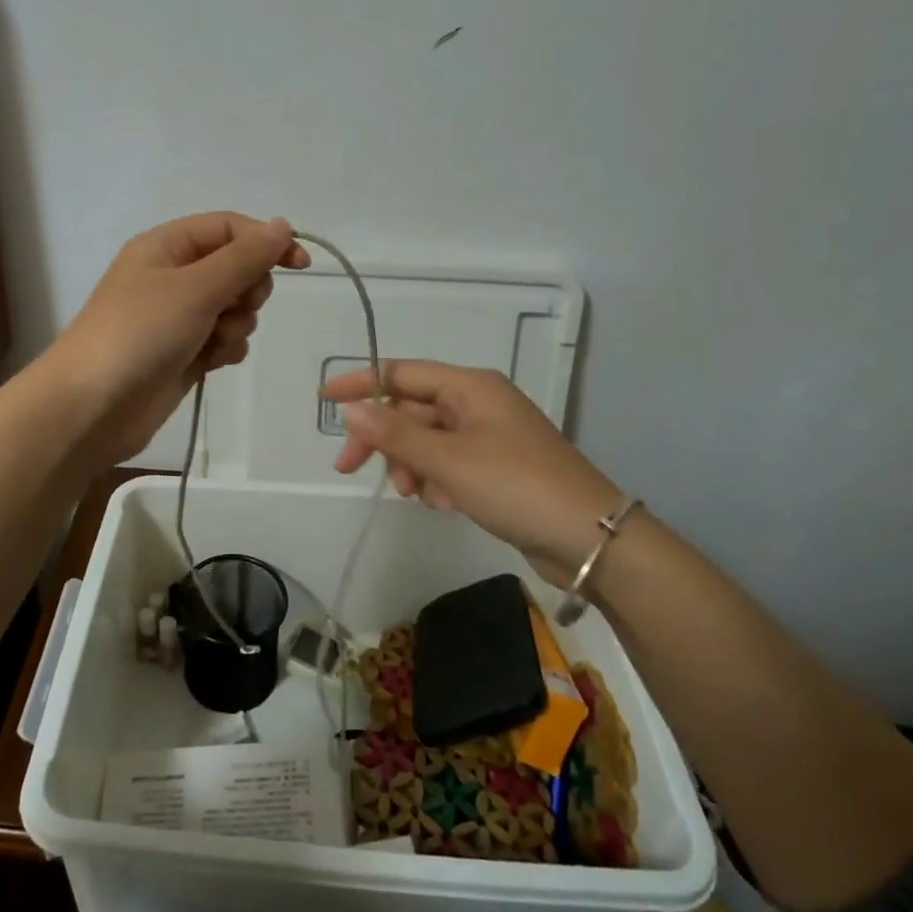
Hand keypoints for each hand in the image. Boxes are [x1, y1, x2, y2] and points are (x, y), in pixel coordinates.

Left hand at [45, 212, 309, 467]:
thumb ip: (243, 257)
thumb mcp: (195, 288)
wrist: (93, 408)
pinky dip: (224, 350)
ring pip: (234, 308)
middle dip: (245, 292)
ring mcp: (178, 318)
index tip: (301, 265)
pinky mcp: (184, 353)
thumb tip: (281, 225)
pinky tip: (208, 364)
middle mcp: (172, 276)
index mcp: (166, 247)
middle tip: (229, 310)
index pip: (229, 228)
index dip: (266, 241)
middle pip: (236, 269)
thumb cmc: (140, 334)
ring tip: (211, 343)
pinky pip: (223, 339)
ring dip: (235, 326)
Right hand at [321, 360, 620, 575]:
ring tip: (412, 494)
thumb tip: (350, 409)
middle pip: (412, 410)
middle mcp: (478, 403)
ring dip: (410, 464)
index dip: (361, 384)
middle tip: (348, 468)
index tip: (323, 399)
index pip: (402, 374)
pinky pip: (449, 463)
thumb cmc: (515, 485)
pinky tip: (443, 503)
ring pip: (428, 440)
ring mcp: (489, 436)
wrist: (589, 537)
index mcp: (470, 386)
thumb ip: (395, 434)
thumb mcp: (448, 459)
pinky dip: (437, 480)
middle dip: (383, 439)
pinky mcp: (497, 467)